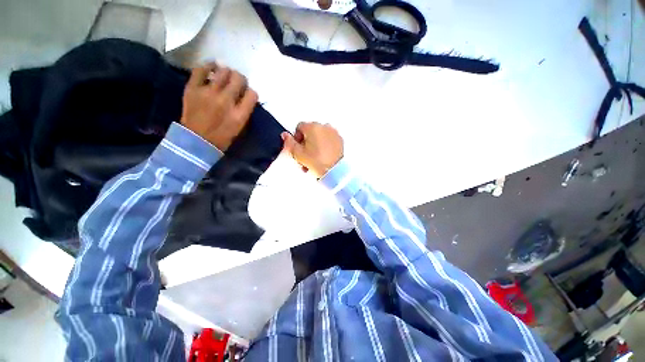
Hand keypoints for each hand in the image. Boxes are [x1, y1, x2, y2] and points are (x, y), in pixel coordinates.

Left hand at [180, 63, 257, 150]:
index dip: (251, 92)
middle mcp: (226, 101)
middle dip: (240, 79)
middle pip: (239, 79)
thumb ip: (244, 111)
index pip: (252, 94)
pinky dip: (208, 66)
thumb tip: (245, 96)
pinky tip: (213, 66)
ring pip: (223, 71)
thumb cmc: (221, 137)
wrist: (195, 141)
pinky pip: (201, 70)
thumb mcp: (239, 127)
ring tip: (225, 74)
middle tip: (237, 82)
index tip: (247, 94)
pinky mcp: (193, 89)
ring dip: (227, 72)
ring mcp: (208, 93)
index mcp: (240, 114)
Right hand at [281, 122, 343, 177]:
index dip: (296, 138)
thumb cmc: (316, 162)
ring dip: (315, 146)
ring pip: (319, 137)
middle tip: (305, 157)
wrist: (335, 171)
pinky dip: (324, 146)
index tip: (298, 149)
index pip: (299, 127)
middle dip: (306, 144)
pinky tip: (323, 157)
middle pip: (310, 132)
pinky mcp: (340, 140)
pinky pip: (328, 140)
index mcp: (312, 127)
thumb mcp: (298, 154)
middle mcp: (324, 126)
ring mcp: (333, 133)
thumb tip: (285, 135)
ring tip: (314, 160)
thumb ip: (289, 143)